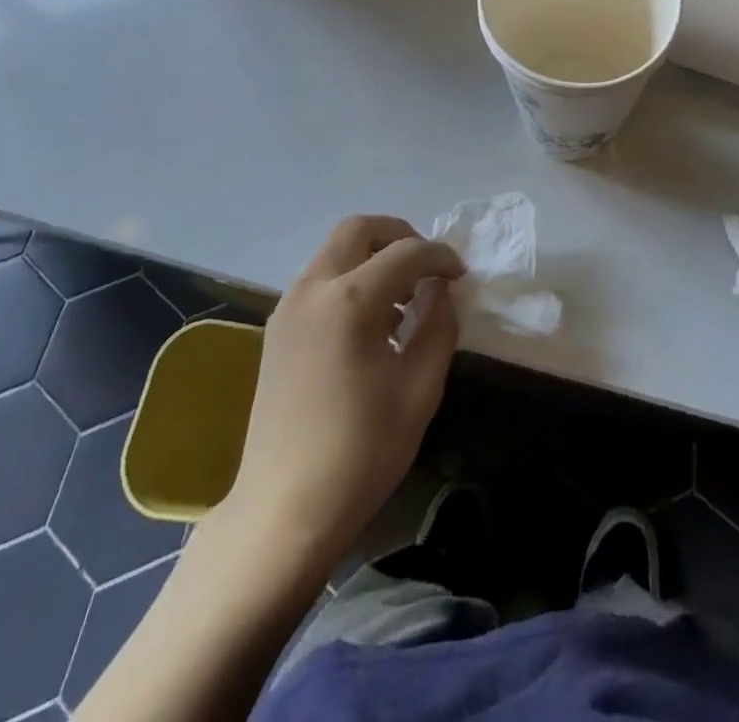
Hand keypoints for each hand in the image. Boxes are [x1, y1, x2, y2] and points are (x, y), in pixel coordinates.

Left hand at [227, 216, 464, 564]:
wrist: (283, 509)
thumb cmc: (361, 452)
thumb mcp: (420, 389)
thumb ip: (438, 327)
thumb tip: (444, 291)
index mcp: (350, 301)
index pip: (406, 252)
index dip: (441, 256)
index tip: (461, 275)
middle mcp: (313, 289)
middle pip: (358, 229)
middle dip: (399, 236)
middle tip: (427, 268)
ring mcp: (288, 306)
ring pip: (335, 251)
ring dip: (372, 258)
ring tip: (402, 300)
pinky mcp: (277, 328)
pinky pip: (319, 279)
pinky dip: (350, 279)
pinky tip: (370, 323)